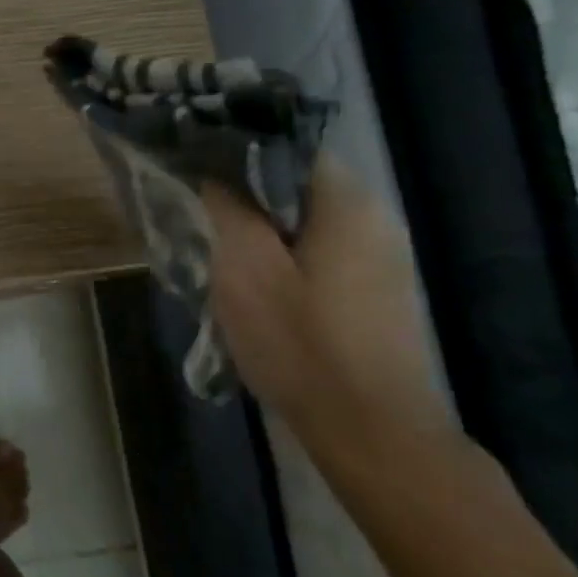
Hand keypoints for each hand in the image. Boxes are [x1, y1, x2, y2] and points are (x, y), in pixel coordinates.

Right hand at [203, 155, 449, 449]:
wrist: (371, 430)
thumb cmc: (301, 343)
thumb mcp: (245, 270)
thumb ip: (229, 209)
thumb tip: (216, 172)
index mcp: (346, 202)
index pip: (287, 146)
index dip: (237, 150)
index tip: (194, 165)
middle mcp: (374, 218)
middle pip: (296, 184)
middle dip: (245, 193)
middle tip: (199, 212)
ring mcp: (382, 257)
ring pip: (305, 220)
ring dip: (261, 228)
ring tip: (219, 250)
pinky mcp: (377, 290)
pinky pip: (320, 251)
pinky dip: (284, 255)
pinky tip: (257, 285)